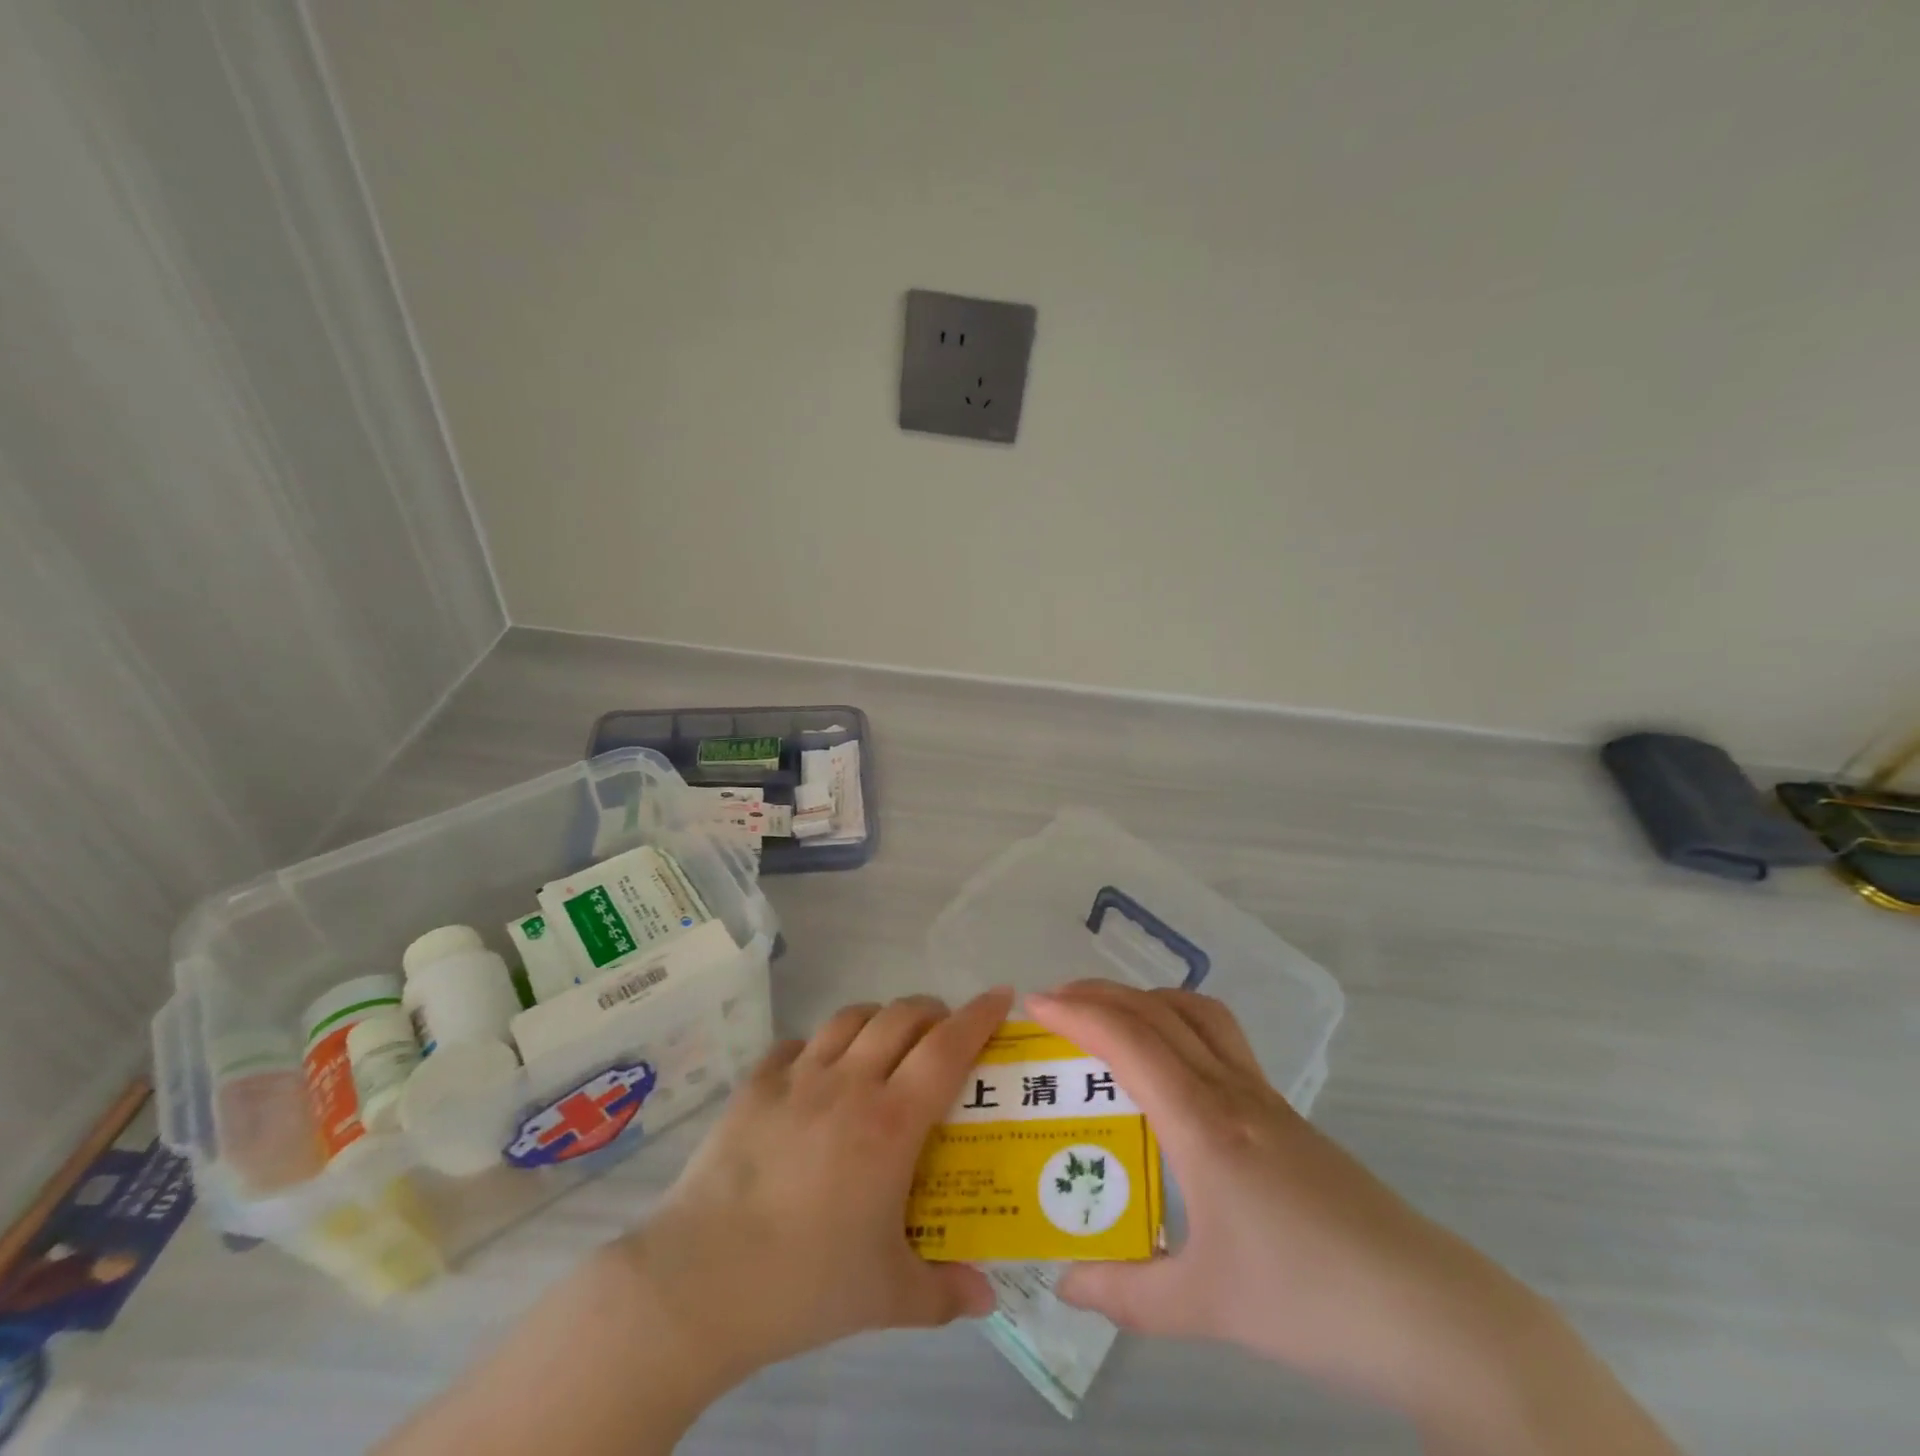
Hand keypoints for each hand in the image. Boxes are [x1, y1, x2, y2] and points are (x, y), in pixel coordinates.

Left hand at [614, 988, 1012, 1380]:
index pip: (948, 1047)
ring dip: (879, 1018)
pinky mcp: (754, 1086)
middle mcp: (849, 1083)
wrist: (700, 1282)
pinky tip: (815, 1072)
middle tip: (945, 1031)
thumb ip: (944, 1292)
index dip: (979, 1015)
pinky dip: (817, 1046)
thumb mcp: (887, 1296)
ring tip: (886, 1041)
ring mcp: (797, 1078)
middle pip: (902, 1016)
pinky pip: (794, 1045)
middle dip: (933, 1011)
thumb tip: (987, 1297)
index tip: (1001, 996)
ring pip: (850, 1018)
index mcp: (891, 1122)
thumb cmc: (805, 1284)